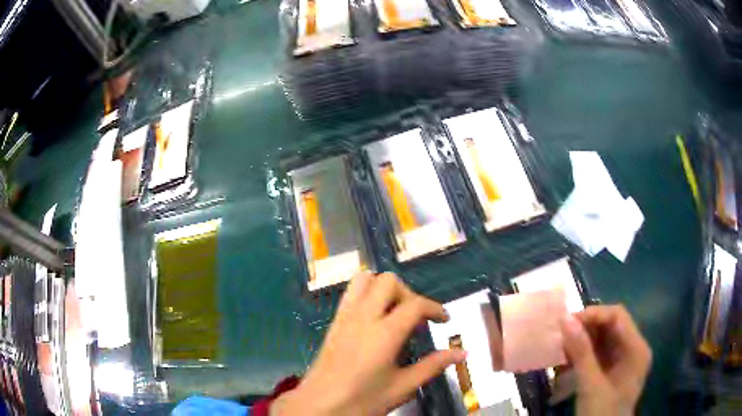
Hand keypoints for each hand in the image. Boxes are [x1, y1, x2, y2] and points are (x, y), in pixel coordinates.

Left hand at [272, 272, 465, 415]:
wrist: (319, 406)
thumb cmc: (363, 400)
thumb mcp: (402, 387)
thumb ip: (433, 366)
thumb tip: (462, 352)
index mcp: (384, 333)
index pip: (415, 304)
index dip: (435, 308)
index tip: (444, 320)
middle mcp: (363, 317)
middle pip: (389, 282)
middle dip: (409, 294)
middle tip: (417, 319)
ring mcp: (345, 317)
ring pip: (364, 280)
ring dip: (384, 289)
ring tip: (395, 313)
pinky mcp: (333, 323)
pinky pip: (350, 294)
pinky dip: (367, 294)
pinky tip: (375, 319)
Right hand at [560, 305, 651, 415]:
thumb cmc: (601, 413)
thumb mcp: (590, 385)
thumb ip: (581, 352)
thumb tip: (565, 319)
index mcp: (636, 348)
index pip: (617, 316)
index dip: (593, 314)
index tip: (567, 322)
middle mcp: (633, 349)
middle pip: (610, 327)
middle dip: (585, 330)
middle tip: (561, 337)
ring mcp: (623, 361)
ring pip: (602, 340)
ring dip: (582, 343)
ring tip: (561, 350)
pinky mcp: (612, 371)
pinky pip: (598, 354)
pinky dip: (583, 356)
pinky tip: (567, 362)